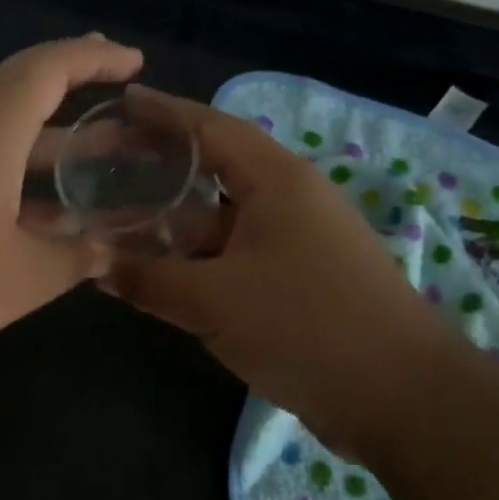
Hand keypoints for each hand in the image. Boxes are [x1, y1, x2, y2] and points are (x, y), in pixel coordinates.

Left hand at [0, 36, 144, 389]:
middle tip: (120, 128)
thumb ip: (71, 259)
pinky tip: (14, 218)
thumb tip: (106, 251)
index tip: (132, 61)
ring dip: (34, 151)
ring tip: (80, 177)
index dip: (95, 58)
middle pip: (18, 97)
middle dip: (73, 110)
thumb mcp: (17, 279)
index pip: (49, 66)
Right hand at [104, 90, 453, 458]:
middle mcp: (292, 198)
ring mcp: (301, 239)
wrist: (402, 397)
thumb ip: (148, 278)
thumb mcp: (212, 301)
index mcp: (276, 180)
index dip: (162, 112)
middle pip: (217, 166)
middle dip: (164, 163)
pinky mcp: (304, 277)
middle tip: (112, 161)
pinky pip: (239, 251)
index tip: (121, 102)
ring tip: (125, 215)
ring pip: (226, 215)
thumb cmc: (304, 326)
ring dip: (179, 217)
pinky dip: (200, 253)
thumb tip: (96, 264)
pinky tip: (167, 268)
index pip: (209, 127)